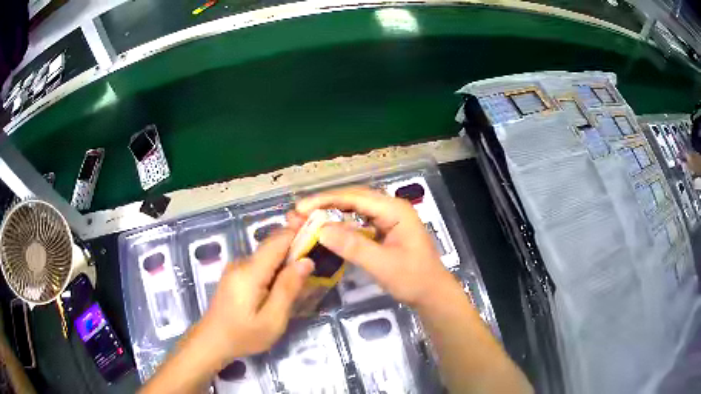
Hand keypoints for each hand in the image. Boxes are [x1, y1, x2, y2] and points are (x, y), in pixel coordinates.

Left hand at [199, 229, 313, 363]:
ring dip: (285, 262)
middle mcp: (241, 263)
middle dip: (295, 250)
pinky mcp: (235, 275)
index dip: (299, 234)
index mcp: (250, 271)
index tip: (319, 238)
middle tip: (316, 266)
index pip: (278, 240)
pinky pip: (260, 265)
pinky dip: (274, 270)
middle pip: (272, 246)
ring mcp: (236, 268)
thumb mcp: (272, 319)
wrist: (213, 341)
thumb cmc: (244, 335)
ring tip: (302, 279)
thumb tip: (307, 261)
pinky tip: (281, 288)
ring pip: (267, 256)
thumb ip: (288, 288)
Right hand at [291, 187, 454, 307]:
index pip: (355, 198)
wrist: (432, 294)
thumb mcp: (383, 265)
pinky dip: (341, 225)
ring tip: (306, 219)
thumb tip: (321, 230)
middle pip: (353, 199)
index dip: (325, 200)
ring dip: (330, 213)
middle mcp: (391, 208)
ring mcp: (388, 218)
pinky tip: (326, 230)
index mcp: (395, 210)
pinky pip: (359, 222)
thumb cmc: (413, 280)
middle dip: (324, 204)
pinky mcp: (384, 229)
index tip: (301, 208)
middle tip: (298, 213)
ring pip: (354, 209)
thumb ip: (354, 246)